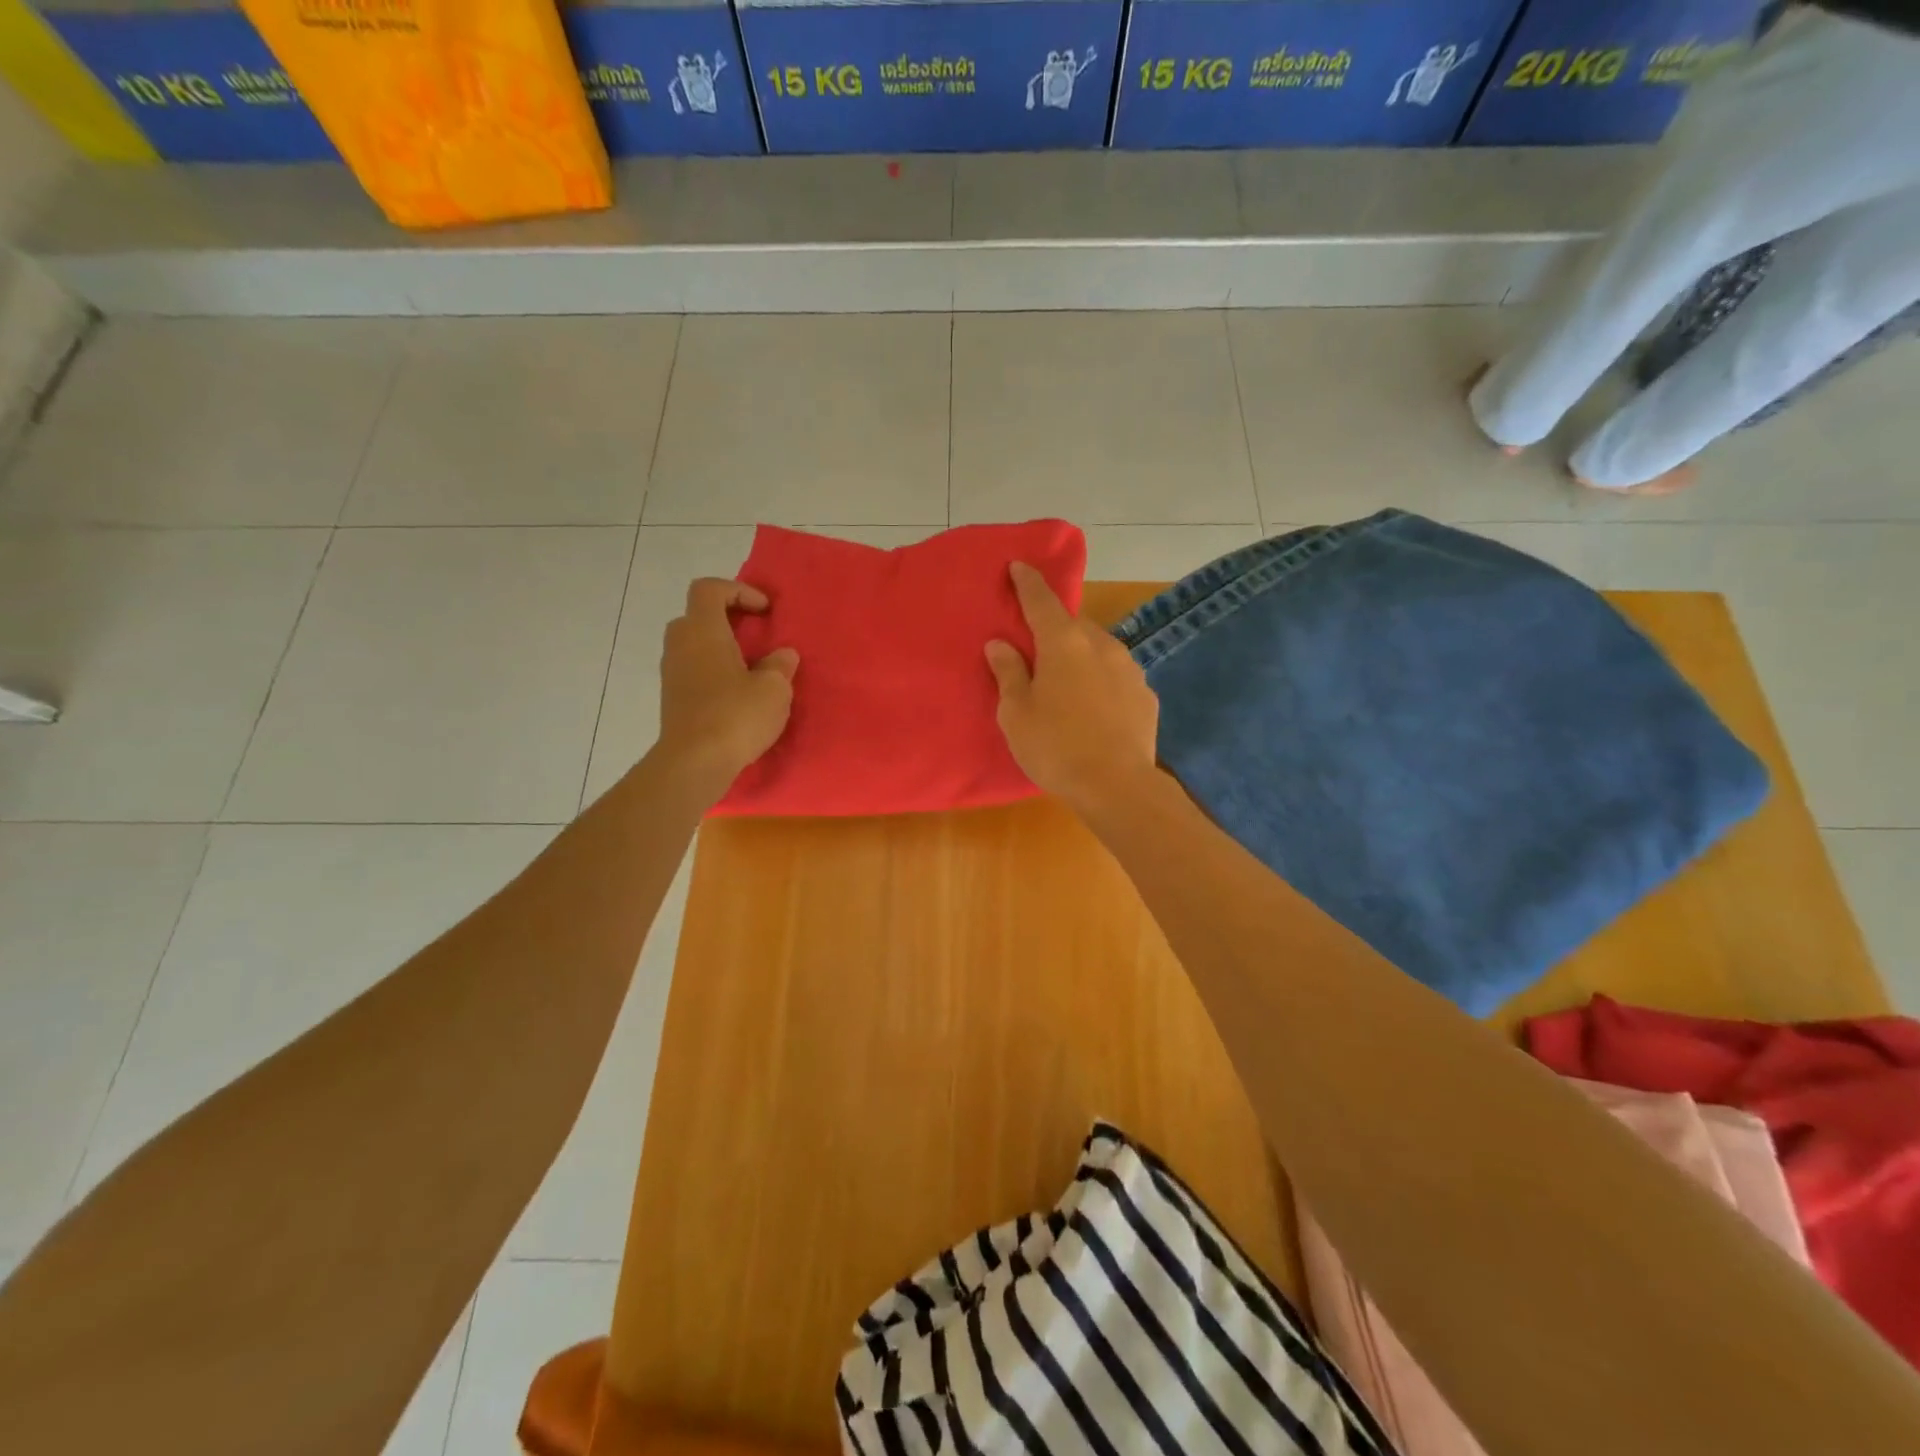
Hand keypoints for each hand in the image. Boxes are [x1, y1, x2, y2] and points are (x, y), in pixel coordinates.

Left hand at [657, 578, 797, 795]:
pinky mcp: (672, 699)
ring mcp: (672, 673)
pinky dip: (713, 672)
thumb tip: (782, 655)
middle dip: (727, 619)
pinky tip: (737, 695)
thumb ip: (780, 665)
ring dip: (720, 648)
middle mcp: (681, 645)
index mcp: (703, 631)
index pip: (709, 589)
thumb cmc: (736, 716)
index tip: (765, 611)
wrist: (694, 763)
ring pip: (693, 645)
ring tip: (751, 668)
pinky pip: (692, 670)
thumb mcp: (774, 689)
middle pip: (697, 615)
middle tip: (755, 636)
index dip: (738, 590)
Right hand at [985, 562, 1158, 812]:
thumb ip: (1009, 672)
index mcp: (1063, 643)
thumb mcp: (1016, 713)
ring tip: (1066, 683)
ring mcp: (1129, 667)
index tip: (1019, 566)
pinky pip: (1116, 675)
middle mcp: (1100, 644)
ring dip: (1080, 656)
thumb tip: (1000, 643)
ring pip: (1098, 649)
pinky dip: (1101, 680)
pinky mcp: (1146, 693)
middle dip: (1054, 630)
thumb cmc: (1055, 747)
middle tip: (1037, 650)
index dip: (1027, 582)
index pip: (1041, 600)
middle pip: (1072, 625)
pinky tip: (1093, 707)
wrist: (1118, 785)